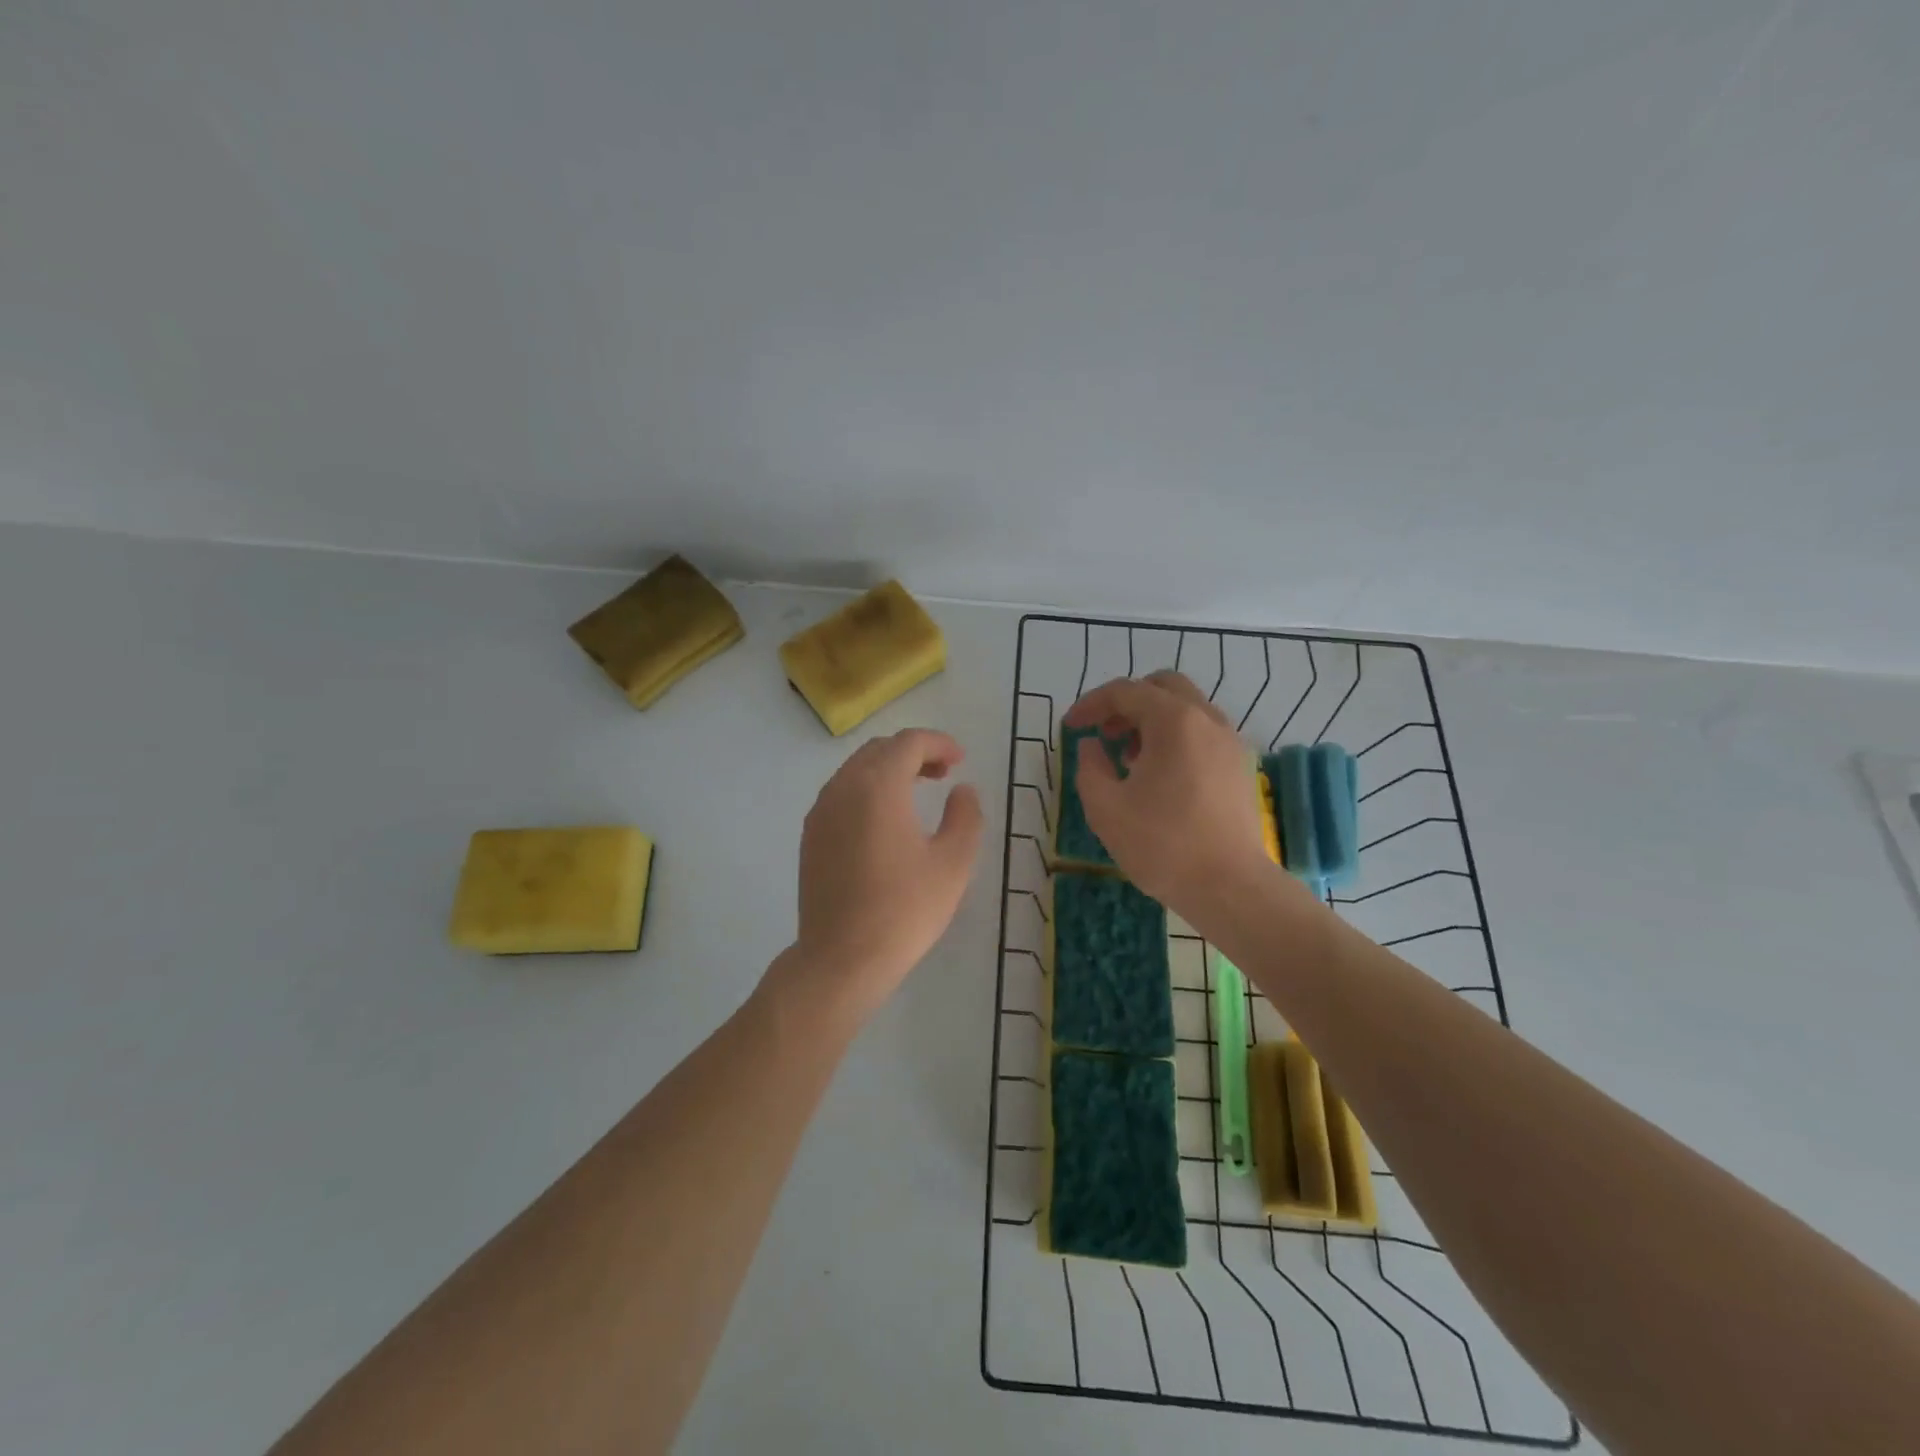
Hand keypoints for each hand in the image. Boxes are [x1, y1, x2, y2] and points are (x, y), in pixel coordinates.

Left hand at [785, 728, 984, 1020]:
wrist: (841, 959)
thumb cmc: (904, 909)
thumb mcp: (953, 863)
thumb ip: (965, 816)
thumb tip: (962, 790)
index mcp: (878, 786)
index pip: (908, 743)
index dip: (938, 743)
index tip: (960, 760)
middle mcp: (843, 788)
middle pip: (879, 750)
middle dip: (913, 752)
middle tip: (943, 773)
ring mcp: (820, 812)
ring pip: (856, 770)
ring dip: (888, 770)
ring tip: (917, 793)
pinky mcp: (810, 836)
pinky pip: (841, 794)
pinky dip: (867, 790)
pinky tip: (885, 821)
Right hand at [1064, 671, 1275, 918]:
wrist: (1230, 887)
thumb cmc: (1162, 845)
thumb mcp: (1105, 807)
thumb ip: (1089, 767)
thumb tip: (1092, 746)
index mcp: (1174, 721)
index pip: (1125, 691)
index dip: (1091, 704)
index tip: (1070, 727)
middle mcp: (1207, 720)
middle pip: (1162, 687)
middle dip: (1127, 703)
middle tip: (1104, 733)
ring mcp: (1230, 742)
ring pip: (1186, 709)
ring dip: (1152, 720)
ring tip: (1128, 758)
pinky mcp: (1240, 767)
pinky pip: (1202, 733)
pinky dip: (1176, 738)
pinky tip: (1160, 776)